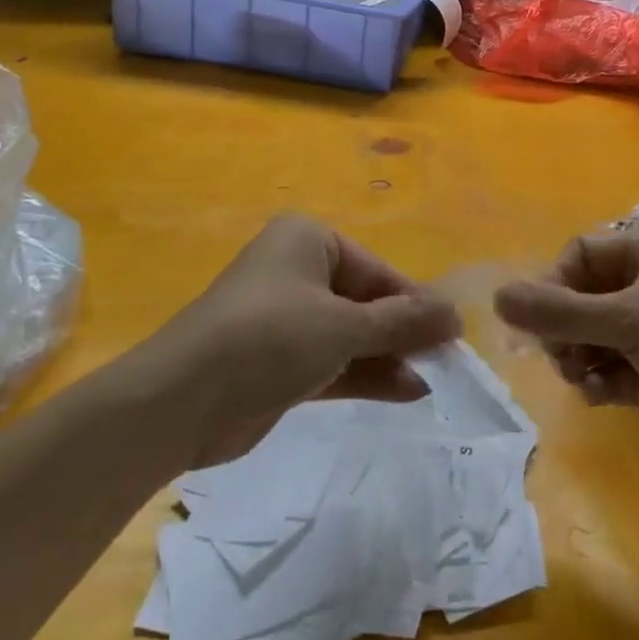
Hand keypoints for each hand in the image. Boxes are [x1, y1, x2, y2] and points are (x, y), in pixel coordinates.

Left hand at [152, 214, 461, 469]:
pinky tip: (405, 391)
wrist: (183, 399)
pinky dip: (364, 374)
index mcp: (308, 240)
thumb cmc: (270, 338)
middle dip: (403, 331)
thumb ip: (402, 322)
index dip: (416, 301)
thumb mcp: (344, 326)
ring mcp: (285, 318)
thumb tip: (455, 315)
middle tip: (447, 360)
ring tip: (433, 379)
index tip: (453, 333)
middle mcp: (297, 270)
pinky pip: (332, 360)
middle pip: (364, 300)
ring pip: (350, 333)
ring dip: (388, 356)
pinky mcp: (277, 360)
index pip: (376, 270)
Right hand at [494, 218, 638, 474]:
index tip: (540, 323)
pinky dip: (600, 380)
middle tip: (562, 360)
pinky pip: (612, 365)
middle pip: (582, 296)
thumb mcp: (630, 321)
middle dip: (566, 329)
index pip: (580, 254)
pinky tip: (599, 397)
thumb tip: (496, 298)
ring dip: (580, 357)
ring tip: (584, 382)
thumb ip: (559, 312)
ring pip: (593, 334)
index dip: (554, 285)